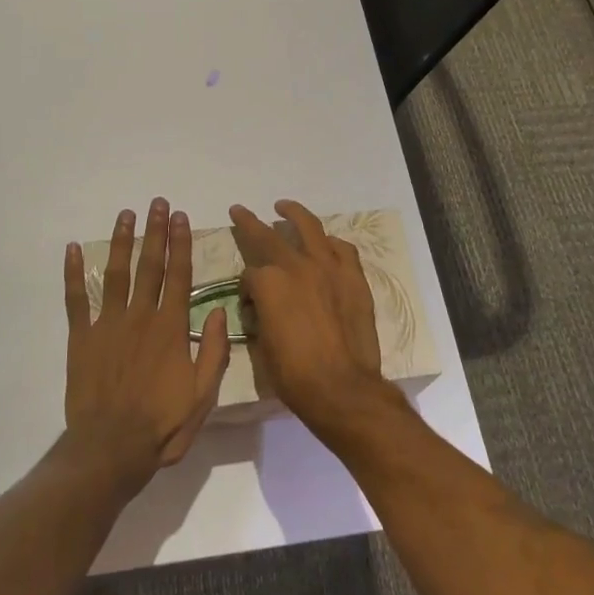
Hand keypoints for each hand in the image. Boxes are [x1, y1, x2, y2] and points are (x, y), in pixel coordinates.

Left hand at [64, 198, 231, 488]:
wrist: (111, 448)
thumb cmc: (162, 424)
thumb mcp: (204, 394)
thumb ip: (214, 350)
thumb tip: (220, 310)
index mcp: (171, 327)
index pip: (178, 275)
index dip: (181, 243)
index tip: (182, 217)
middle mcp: (140, 316)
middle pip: (149, 264)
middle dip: (156, 231)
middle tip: (158, 203)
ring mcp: (108, 323)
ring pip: (115, 272)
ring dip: (121, 241)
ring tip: (126, 214)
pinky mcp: (81, 337)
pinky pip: (76, 298)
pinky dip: (73, 273)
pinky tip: (71, 249)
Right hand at [230, 200, 385, 436]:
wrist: (342, 388)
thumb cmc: (294, 375)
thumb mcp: (262, 345)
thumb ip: (261, 315)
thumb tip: (264, 307)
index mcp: (269, 283)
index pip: (250, 274)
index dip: (246, 288)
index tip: (250, 303)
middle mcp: (296, 266)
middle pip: (268, 236)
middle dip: (249, 222)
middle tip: (240, 210)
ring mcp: (329, 268)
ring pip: (309, 227)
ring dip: (293, 213)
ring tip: (284, 206)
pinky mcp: (354, 277)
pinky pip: (342, 249)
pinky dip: (331, 243)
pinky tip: (326, 243)